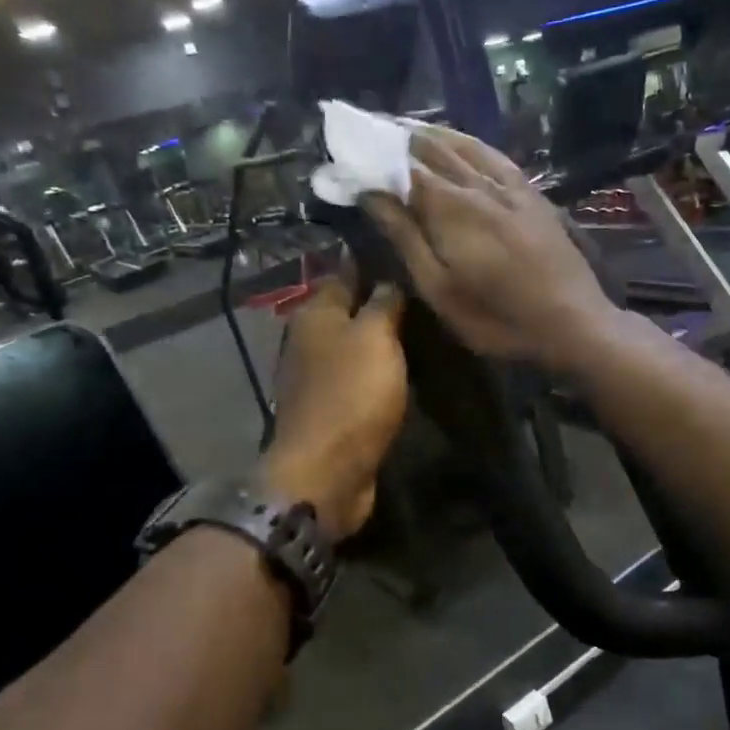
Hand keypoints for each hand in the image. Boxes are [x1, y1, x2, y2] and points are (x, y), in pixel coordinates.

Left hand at [262, 277, 407, 538]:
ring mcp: (315, 378)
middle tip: (421, 297)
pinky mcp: (328, 411)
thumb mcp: (375, 337)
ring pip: (351, 347)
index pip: (343, 273)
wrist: (326, 471)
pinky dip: (374, 374)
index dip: (371, 264)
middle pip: (346, 312)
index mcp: (314, 314)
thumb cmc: (352, 394)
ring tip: (418, 332)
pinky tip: (400, 372)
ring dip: (376, 342)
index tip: (405, 259)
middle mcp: (308, 340)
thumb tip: (387, 280)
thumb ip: (383, 303)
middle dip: (377, 303)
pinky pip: (355, 380)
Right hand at [363, 126, 617, 369]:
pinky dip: (470, 142)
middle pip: (431, 148)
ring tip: (402, 126)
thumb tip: (371, 193)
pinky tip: (461, 140)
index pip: (402, 167)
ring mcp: (509, 186)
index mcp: (450, 207)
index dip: (373, 154)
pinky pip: (494, 155)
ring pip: (463, 145)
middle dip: (395, 137)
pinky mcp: (531, 194)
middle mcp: (478, 184)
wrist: (572, 321)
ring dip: (430, 133)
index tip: (347, 148)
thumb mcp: (440, 289)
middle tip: (367, 129)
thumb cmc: (497, 317)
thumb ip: (406, 237)